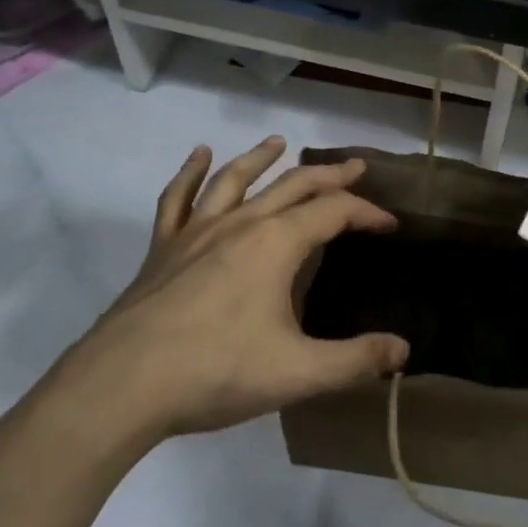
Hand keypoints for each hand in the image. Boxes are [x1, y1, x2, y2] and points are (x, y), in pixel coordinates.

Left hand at [70, 138, 409, 439]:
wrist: (123, 384)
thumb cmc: (216, 371)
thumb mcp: (298, 373)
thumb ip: (355, 360)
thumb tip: (403, 350)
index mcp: (276, 244)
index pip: (333, 212)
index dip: (366, 213)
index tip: (389, 224)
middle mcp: (240, 224)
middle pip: (292, 185)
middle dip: (329, 175)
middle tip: (354, 167)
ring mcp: (196, 231)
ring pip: (235, 179)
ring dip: (261, 158)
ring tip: (279, 142)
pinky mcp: (163, 248)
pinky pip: (178, 198)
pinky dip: (189, 172)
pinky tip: (198, 154)